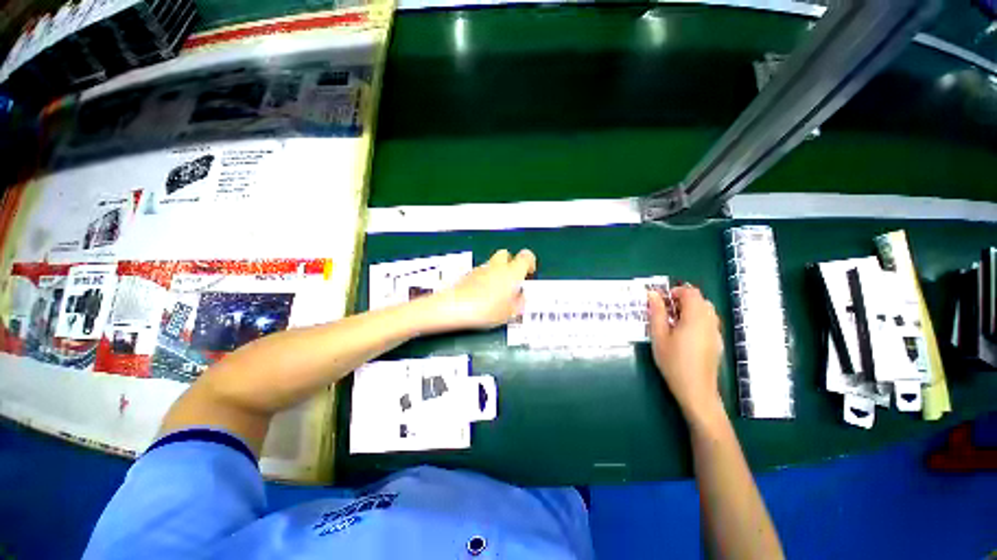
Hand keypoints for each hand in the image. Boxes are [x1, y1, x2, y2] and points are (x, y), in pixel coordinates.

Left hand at [429, 249, 536, 330]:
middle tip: (512, 279)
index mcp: (512, 272)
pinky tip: (483, 294)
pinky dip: (485, 278)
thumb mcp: (510, 312)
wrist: (456, 307)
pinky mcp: (469, 274)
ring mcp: (481, 269)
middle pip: (507, 254)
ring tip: (497, 291)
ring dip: (497, 272)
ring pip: (493, 263)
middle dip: (511, 263)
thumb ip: (518, 303)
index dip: (530, 262)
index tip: (529, 273)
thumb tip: (520, 298)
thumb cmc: (487, 309)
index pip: (526, 256)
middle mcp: (497, 266)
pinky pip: (481, 272)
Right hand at [648, 285, 724, 422]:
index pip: (691, 292)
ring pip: (706, 310)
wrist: (696, 391)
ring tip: (673, 323)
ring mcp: (716, 332)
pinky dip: (696, 320)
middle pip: (700, 300)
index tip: (661, 301)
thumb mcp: (659, 336)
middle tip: (665, 312)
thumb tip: (653, 294)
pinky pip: (708, 322)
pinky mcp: (717, 342)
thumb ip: (657, 313)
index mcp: (695, 317)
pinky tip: (684, 335)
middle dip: (682, 300)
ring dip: (690, 310)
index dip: (676, 291)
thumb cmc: (674, 362)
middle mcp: (710, 321)